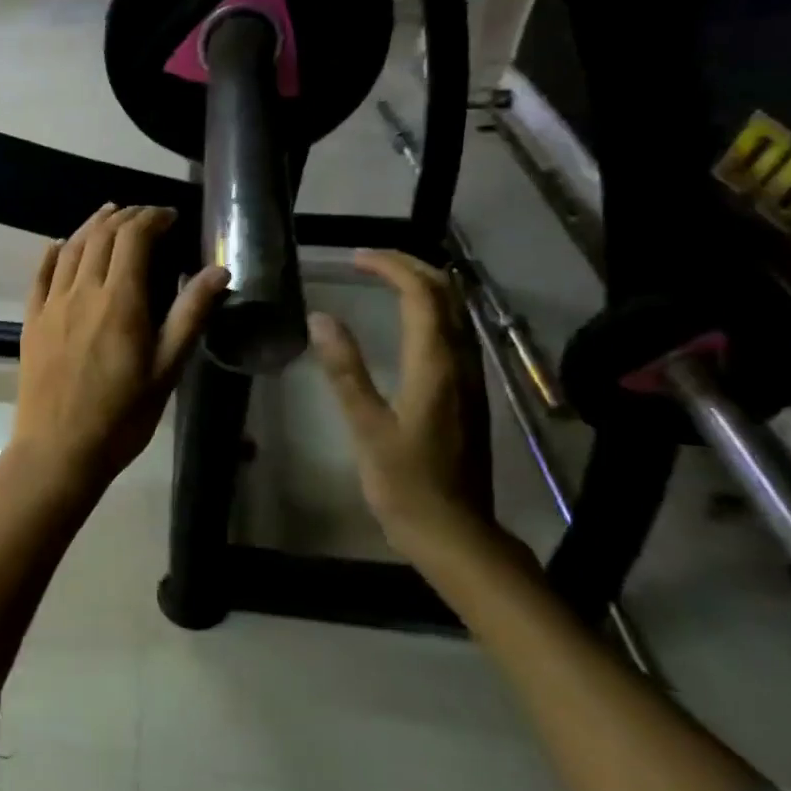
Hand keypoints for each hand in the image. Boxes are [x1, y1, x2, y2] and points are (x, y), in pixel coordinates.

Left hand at [12, 205, 229, 488]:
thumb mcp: (167, 369)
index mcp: (120, 300)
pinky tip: (58, 246)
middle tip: (144, 216)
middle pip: (101, 236)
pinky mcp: (31, 321)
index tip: (170, 217)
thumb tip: (220, 270)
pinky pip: (40, 274)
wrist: (58, 448)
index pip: (134, 238)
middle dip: (125, 217)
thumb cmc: (121, 415)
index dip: (152, 218)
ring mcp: (51, 304)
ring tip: (108, 216)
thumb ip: (191, 315)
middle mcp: (82, 291)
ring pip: (69, 249)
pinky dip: (53, 253)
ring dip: (91, 227)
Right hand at [309, 251, 502, 562]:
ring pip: (457, 313)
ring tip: (386, 280)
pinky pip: (456, 334)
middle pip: (448, 296)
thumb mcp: (366, 426)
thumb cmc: (404, 482)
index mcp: (435, 366)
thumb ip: (345, 370)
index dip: (391, 268)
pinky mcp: (468, 395)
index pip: (422, 295)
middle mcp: (461, 363)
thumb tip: (321, 319)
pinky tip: (410, 322)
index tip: (355, 258)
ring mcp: (470, 379)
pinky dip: (432, 312)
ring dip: (425, 286)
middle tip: (370, 261)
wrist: (455, 532)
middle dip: (412, 268)